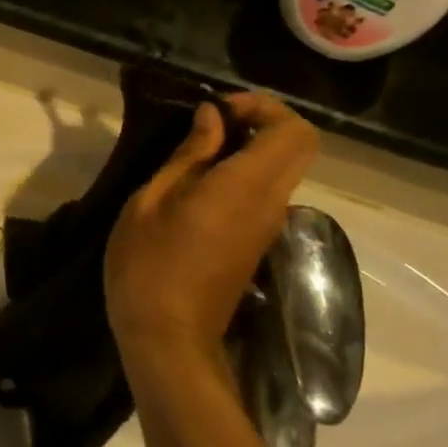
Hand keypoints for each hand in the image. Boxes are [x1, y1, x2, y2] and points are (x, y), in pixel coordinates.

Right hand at [105, 94, 318, 362]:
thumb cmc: (148, 266)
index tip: (218, 110)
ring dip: (251, 149)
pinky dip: (245, 174)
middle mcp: (272, 203)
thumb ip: (189, 156)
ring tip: (196, 153)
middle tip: (212, 125)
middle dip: (262, 122)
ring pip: (284, 169)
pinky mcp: (258, 244)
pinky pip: (266, 193)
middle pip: (299, 146)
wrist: (168, 339)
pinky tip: (198, 186)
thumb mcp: (151, 202)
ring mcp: (269, 227)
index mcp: (247, 187)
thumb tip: (213, 118)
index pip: (293, 130)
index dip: (263, 107)